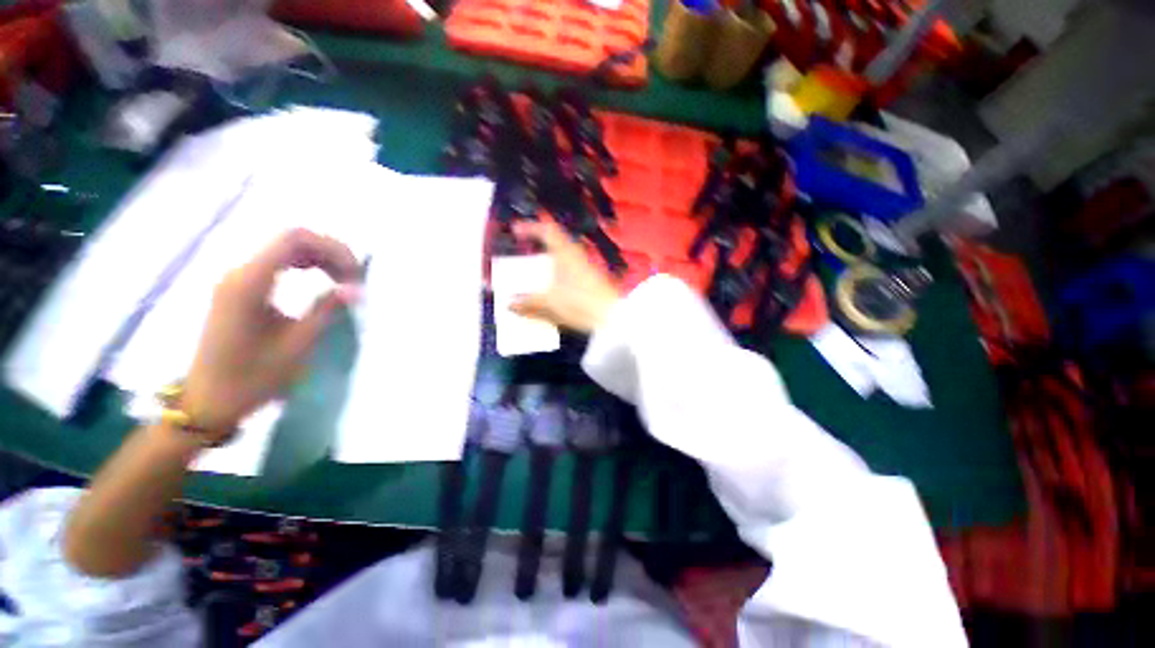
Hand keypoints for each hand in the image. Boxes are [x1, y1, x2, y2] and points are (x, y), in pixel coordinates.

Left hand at [182, 229, 360, 438]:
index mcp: (250, 283)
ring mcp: (236, 280)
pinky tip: (320, 282)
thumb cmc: (253, 377)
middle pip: (291, 240)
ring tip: (343, 282)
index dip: (333, 249)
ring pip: (285, 249)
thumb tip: (355, 289)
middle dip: (330, 254)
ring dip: (320, 259)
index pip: (295, 239)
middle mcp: (239, 273)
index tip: (356, 276)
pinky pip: (276, 263)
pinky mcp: (238, 290)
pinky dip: (304, 267)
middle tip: (354, 281)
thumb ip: (325, 310)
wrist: (209, 401)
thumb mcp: (296, 345)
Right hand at [510, 220, 621, 333]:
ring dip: (548, 259)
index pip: (547, 229)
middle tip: (524, 250)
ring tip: (536, 270)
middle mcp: (577, 255)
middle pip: (556, 242)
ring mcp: (586, 267)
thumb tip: (510, 303)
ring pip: (564, 256)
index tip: (516, 230)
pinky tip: (553, 286)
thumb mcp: (549, 303)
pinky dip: (558, 272)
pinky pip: (570, 269)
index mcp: (565, 253)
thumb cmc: (581, 303)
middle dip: (538, 244)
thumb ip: (528, 302)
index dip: (530, 227)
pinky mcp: (592, 280)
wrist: (612, 316)